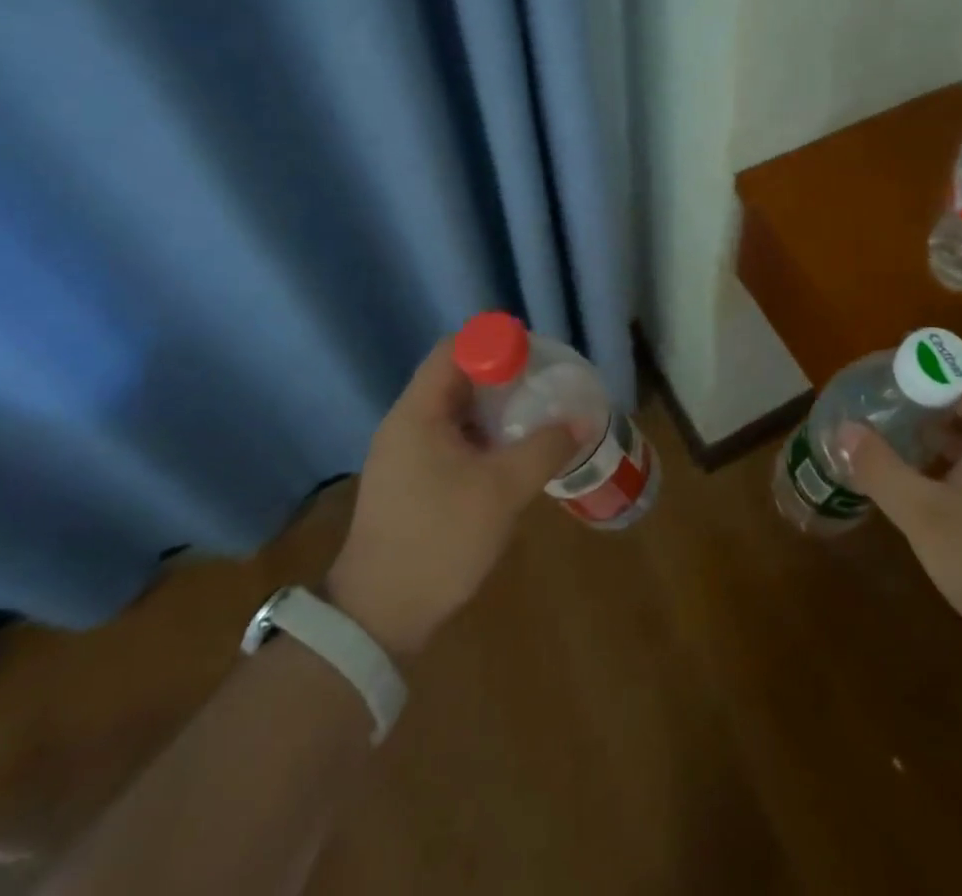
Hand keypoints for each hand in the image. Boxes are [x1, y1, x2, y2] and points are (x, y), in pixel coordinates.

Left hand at [326, 338, 581, 658]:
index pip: (454, 349)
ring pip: (456, 410)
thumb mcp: (502, 490)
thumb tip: (582, 421)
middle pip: (456, 376)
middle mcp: (406, 423)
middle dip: (503, 376)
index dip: (496, 344)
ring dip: (495, 409)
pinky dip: (482, 436)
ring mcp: (405, 453)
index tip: (536, 359)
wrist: (379, 616)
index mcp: (418, 413)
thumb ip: (545, 448)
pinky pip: (451, 438)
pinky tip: (511, 456)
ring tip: (536, 418)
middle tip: (545, 387)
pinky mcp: (411, 480)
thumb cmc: (439, 539)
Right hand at [838, 351, 961, 653]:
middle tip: (886, 393)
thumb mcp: (925, 517)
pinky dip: (955, 447)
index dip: (932, 358)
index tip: (890, 366)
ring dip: (941, 417)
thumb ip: (882, 469)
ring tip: (897, 424)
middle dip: (930, 385)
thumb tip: (844, 429)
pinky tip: (924, 470)